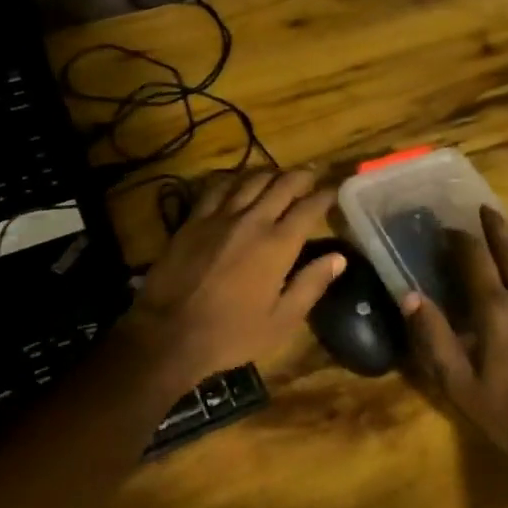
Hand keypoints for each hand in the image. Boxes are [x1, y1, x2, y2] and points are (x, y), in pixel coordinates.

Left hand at [122, 169, 345, 383]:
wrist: (169, 332)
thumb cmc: (230, 333)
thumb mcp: (280, 321)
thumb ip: (311, 285)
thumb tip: (338, 257)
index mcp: (277, 245)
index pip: (308, 208)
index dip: (325, 195)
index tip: (334, 189)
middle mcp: (251, 221)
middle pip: (282, 184)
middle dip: (302, 175)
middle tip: (313, 173)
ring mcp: (220, 216)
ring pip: (251, 180)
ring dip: (271, 173)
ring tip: (281, 175)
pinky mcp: (194, 218)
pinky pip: (218, 187)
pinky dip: (234, 179)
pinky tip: (239, 181)